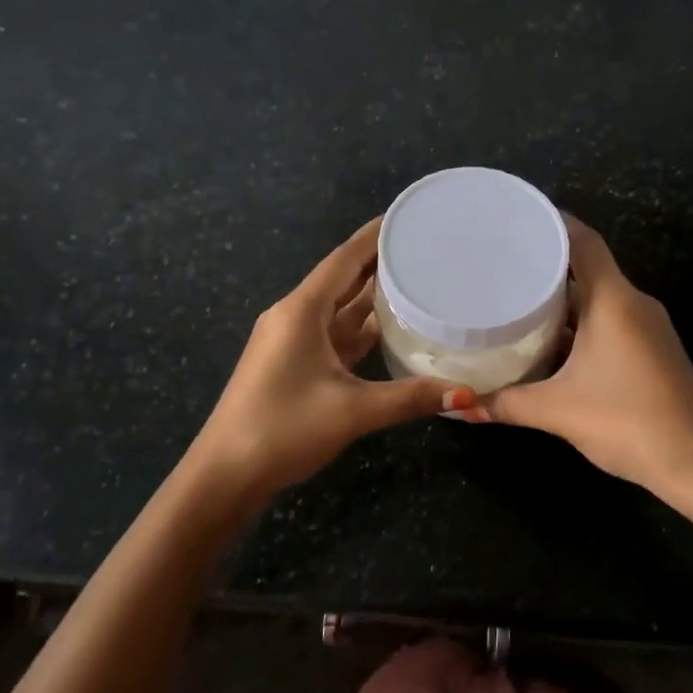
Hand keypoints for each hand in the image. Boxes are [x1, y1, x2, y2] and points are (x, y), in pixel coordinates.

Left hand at [189, 219, 473, 504]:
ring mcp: (293, 342)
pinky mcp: (295, 364)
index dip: (375, 236)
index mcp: (301, 312)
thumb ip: (410, 398)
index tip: (408, 218)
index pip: (344, 260)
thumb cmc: (283, 429)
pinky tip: (391, 326)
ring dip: (372, 295)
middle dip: (380, 262)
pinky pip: (335, 334)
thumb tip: (466, 395)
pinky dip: (362, 328)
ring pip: (339, 309)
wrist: (226, 474)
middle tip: (424, 247)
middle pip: (343, 280)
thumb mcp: (352, 411)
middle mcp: (295, 317)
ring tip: (416, 279)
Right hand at [479, 218, 692, 498]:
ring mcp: (647, 329)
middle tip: (500, 263)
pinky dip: (579, 325)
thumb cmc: (628, 421)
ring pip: (598, 300)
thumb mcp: (557, 411)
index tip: (517, 216)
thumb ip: (505, 404)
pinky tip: (548, 342)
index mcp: (614, 300)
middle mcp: (633, 304)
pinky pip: (609, 323)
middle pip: (587, 269)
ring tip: (515, 300)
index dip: (552, 222)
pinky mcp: (651, 352)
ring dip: (562, 301)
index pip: (583, 241)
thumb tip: (459, 406)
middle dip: (546, 266)